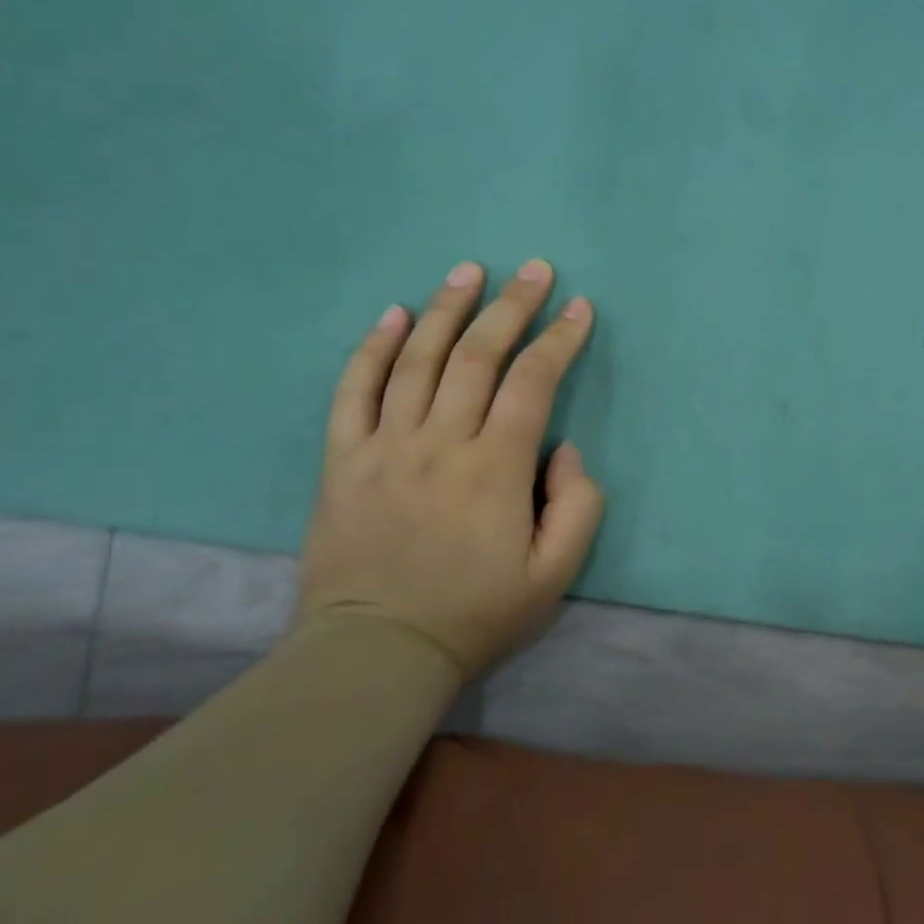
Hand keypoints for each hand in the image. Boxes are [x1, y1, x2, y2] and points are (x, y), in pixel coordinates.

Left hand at [298, 258, 603, 678]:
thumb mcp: (556, 573)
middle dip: (511, 305)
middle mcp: (440, 443)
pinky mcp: (344, 461)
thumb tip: (563, 448)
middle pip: (478, 356)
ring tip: (468, 270)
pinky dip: (373, 348)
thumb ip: (578, 505)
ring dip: (447, 309)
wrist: (376, 654)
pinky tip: (394, 314)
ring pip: (417, 360)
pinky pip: (353, 392)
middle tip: (534, 269)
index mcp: (496, 468)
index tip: (579, 307)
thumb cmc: (477, 613)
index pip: (533, 382)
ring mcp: (385, 447)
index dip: (560, 338)